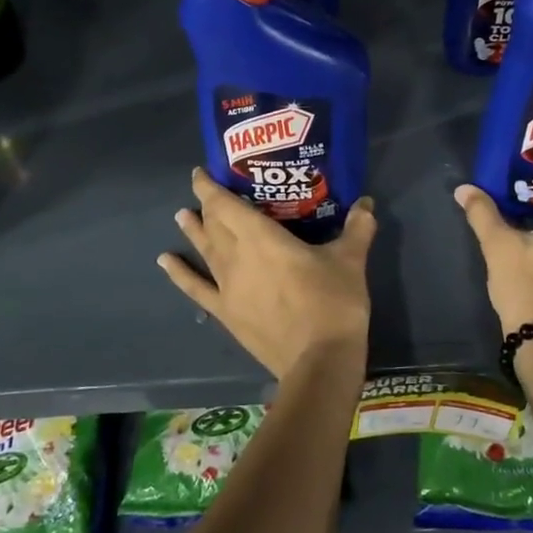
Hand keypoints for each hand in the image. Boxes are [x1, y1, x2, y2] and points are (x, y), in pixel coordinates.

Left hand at [158, 169, 376, 380]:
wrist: (319, 361)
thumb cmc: (333, 303)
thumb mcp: (351, 260)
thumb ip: (357, 228)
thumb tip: (366, 202)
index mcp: (263, 238)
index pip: (227, 205)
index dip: (211, 187)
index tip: (201, 172)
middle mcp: (237, 257)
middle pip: (215, 225)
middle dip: (208, 206)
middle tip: (203, 192)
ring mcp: (228, 287)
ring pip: (205, 251)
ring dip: (193, 231)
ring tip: (180, 216)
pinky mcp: (226, 314)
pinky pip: (197, 289)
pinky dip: (179, 274)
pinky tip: (165, 261)